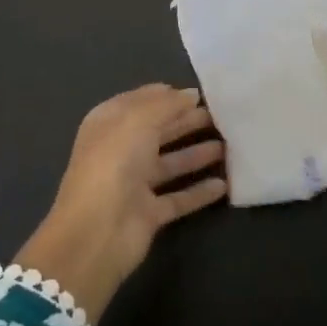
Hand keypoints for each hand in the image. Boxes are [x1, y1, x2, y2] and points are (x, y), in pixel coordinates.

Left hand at [15, 84, 226, 322]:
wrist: (97, 232)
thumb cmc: (115, 163)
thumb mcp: (140, 120)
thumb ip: (168, 104)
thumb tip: (190, 94)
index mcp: (110, 123)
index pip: (142, 101)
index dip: (169, 96)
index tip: (200, 93)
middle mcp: (121, 150)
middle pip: (159, 131)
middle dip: (187, 121)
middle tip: (222, 116)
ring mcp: (134, 184)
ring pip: (171, 163)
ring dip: (197, 154)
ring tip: (229, 145)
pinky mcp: (148, 213)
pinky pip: (179, 198)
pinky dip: (199, 191)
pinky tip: (224, 184)